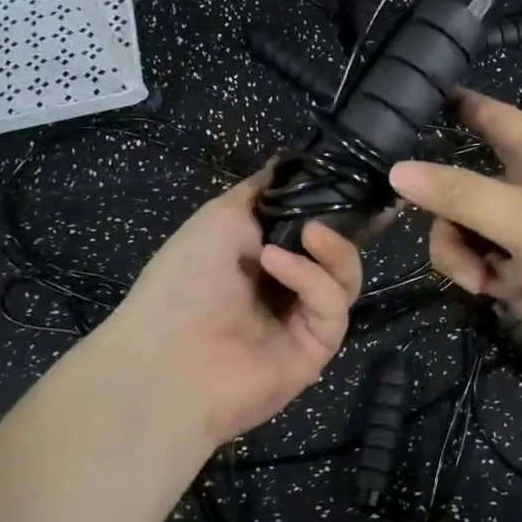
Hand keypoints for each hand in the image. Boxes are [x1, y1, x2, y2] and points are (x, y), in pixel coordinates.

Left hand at [93, 169, 362, 447]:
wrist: (166, 360)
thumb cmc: (184, 280)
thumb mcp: (219, 217)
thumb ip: (262, 191)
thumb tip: (288, 162)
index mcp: (261, 254)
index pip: (312, 225)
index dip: (332, 204)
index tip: (354, 179)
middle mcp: (286, 285)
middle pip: (338, 251)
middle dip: (342, 226)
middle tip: (340, 207)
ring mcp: (303, 318)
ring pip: (345, 276)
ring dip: (332, 249)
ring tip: (309, 234)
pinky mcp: (318, 346)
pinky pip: (332, 305)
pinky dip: (312, 279)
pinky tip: (278, 264)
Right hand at [389, 90, 521, 383]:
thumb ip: (460, 195)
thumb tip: (397, 170)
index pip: (494, 118)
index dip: (463, 108)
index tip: (427, 103)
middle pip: (473, 198)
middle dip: (461, 238)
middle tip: (469, 271)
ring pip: (490, 244)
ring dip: (494, 274)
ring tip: (519, 291)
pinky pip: (518, 276)